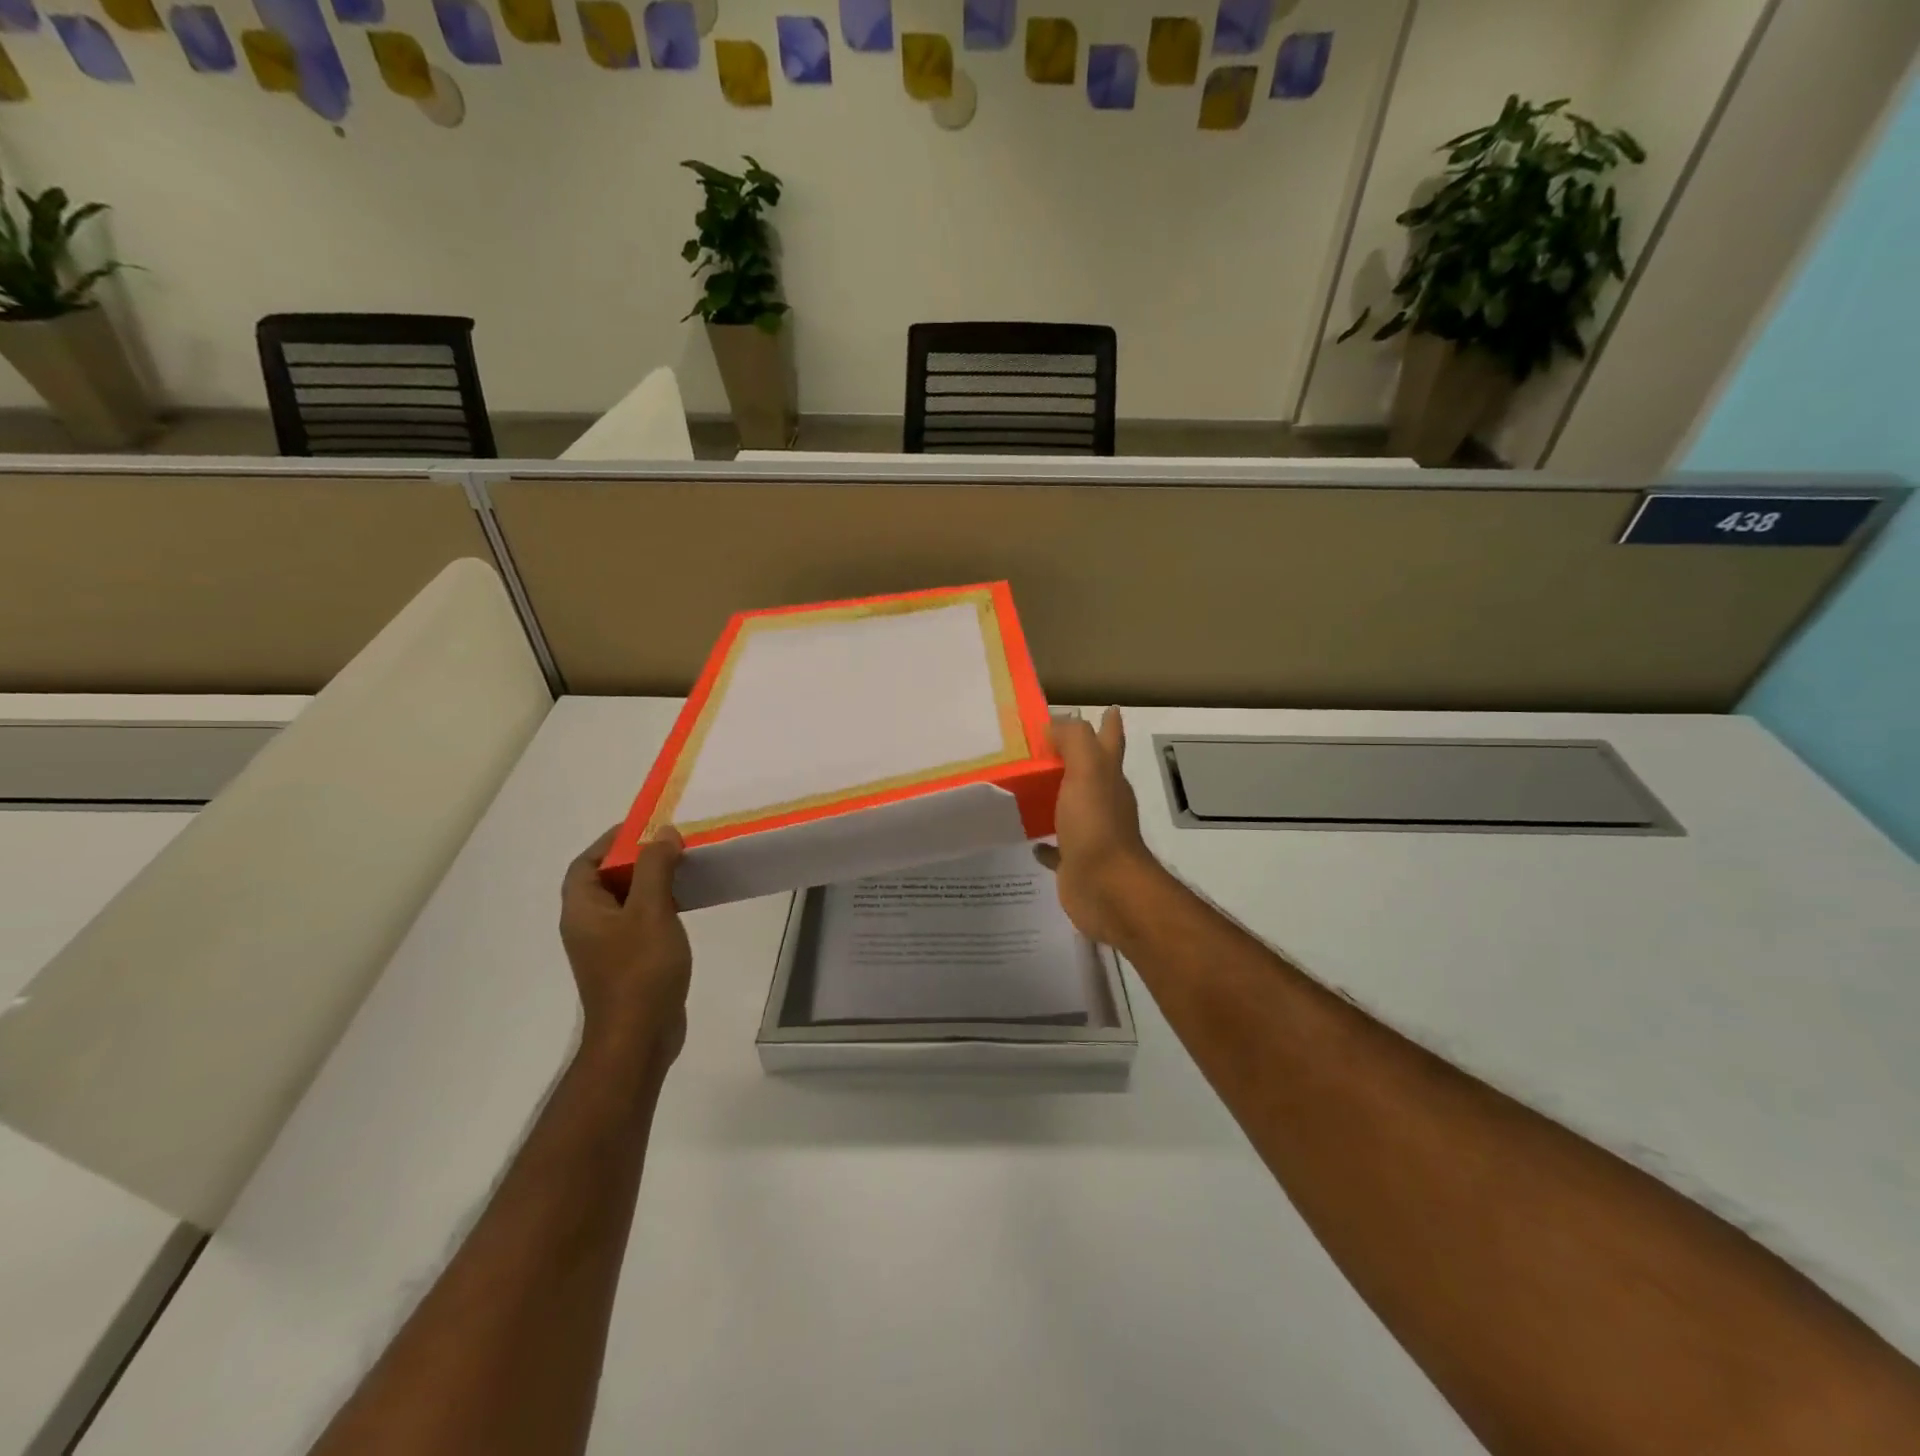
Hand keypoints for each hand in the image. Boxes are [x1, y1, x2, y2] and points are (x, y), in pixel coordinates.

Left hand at [560, 826, 692, 1071]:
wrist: (639, 1038)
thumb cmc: (640, 970)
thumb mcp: (650, 910)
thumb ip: (655, 867)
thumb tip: (663, 833)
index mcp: (582, 911)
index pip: (585, 864)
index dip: (611, 841)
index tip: (645, 827)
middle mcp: (588, 926)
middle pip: (606, 881)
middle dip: (636, 859)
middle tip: (671, 845)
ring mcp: (607, 948)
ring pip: (625, 902)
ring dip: (650, 883)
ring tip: (682, 869)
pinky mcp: (628, 964)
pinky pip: (639, 923)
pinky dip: (658, 907)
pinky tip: (684, 906)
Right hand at [1035, 708, 1163, 946]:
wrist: (1106, 888)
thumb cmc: (1096, 825)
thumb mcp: (1086, 771)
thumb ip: (1074, 741)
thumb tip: (1056, 722)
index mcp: (1108, 778)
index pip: (1110, 741)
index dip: (1109, 724)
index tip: (1106, 707)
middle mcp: (1102, 802)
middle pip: (1090, 772)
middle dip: (1075, 756)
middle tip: (1044, 743)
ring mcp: (1089, 834)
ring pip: (1071, 807)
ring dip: (1056, 796)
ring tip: (1028, 784)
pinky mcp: (1075, 861)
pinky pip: (1057, 847)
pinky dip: (1044, 842)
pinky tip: (1030, 839)